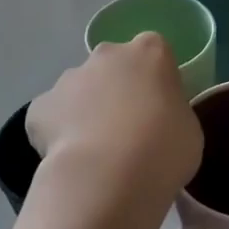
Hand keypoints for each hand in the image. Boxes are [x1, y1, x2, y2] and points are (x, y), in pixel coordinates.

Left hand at [26, 34, 201, 225]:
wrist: (108, 176)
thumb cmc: (163, 149)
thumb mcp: (188, 130)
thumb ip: (170, 113)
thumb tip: (156, 121)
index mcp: (150, 52)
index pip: (154, 52)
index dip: (154, 80)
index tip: (158, 108)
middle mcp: (107, 54)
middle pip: (112, 66)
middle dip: (115, 90)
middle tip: (126, 130)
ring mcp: (69, 77)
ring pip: (79, 90)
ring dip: (85, 111)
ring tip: (96, 153)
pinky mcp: (40, 106)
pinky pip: (51, 116)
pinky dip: (57, 134)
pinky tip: (70, 160)